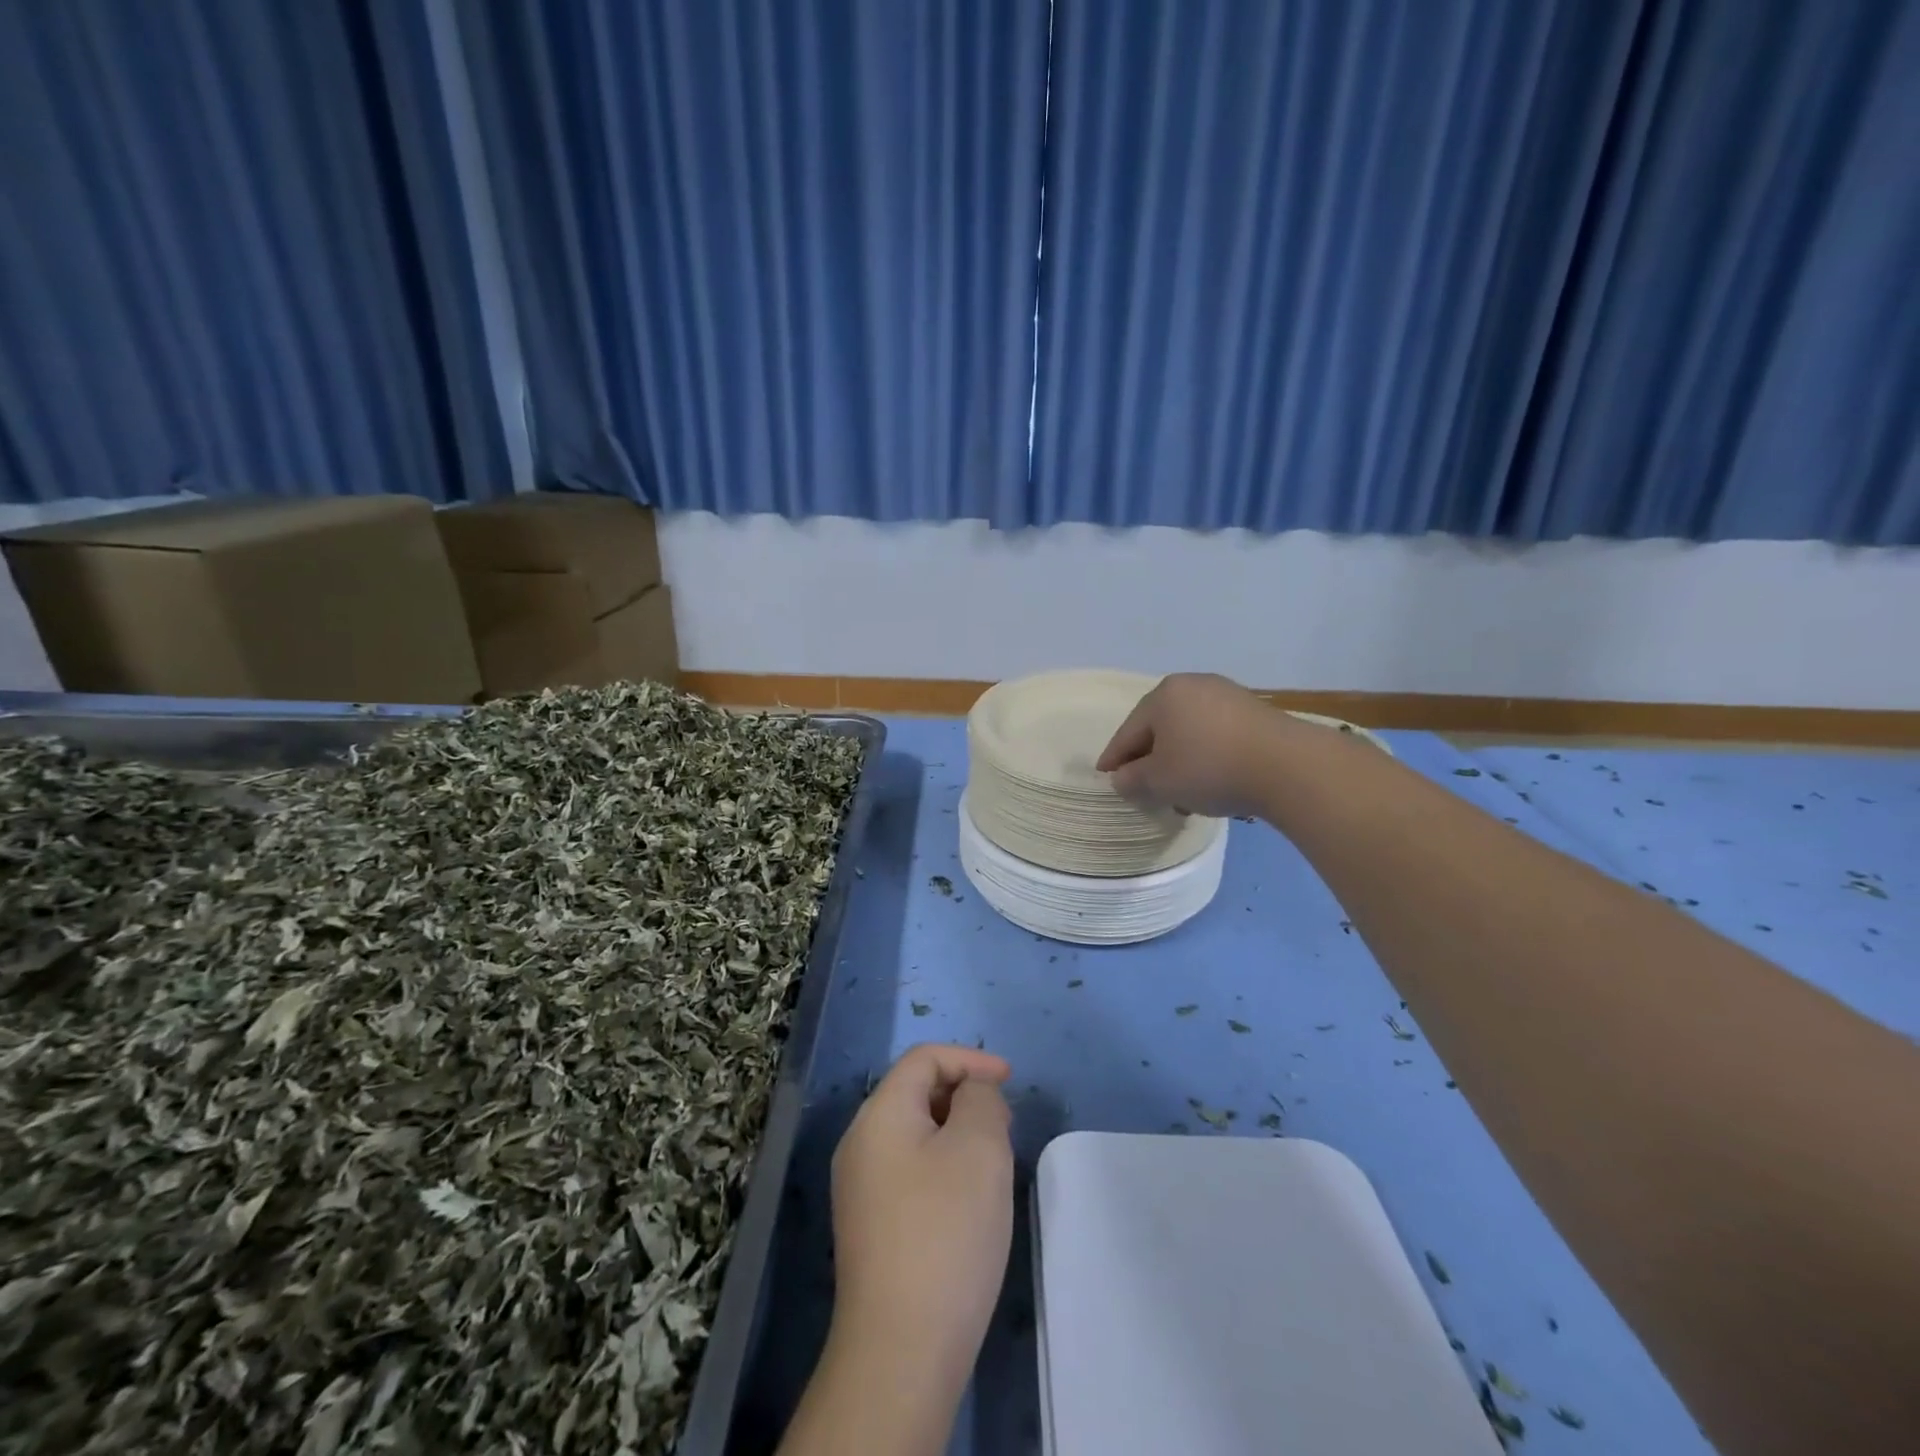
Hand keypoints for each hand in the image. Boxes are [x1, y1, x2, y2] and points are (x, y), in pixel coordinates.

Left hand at [828, 1043, 1014, 1391]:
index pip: (923, 1058)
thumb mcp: (979, 1147)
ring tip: (993, 1158)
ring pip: (914, 1133)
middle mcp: (860, 1142)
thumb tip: (972, 1094)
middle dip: (964, 1095)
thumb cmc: (945, 1232)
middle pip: (915, 1092)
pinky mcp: (870, 1227)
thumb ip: (981, 1099)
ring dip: (956, 1131)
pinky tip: (969, 1199)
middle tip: (1005, 1123)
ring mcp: (860, 1188)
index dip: (970, 1059)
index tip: (1010, 1081)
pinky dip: (943, 1165)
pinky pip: (910, 1170)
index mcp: (879, 1114)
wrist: (901, 1350)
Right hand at [1096, 672, 1293, 817]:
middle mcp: (1193, 685)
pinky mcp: (1254, 712)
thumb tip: (1122, 778)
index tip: (1104, 776)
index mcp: (1163, 695)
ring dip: (1179, 761)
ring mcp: (1227, 695)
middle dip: (1150, 759)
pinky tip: (1210, 781)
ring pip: (1189, 733)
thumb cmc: (1209, 768)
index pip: (1128, 731)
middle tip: (1142, 787)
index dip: (1114, 758)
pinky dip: (1206, 757)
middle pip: (1159, 728)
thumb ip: (1132, 779)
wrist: (1288, 766)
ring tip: (1180, 792)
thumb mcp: (1160, 781)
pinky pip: (1215, 735)